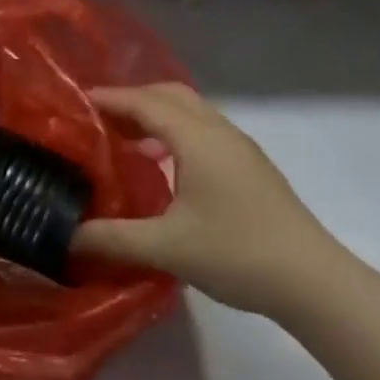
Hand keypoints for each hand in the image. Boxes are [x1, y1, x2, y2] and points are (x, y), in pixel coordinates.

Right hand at [74, 84, 353, 316]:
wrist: (315, 283)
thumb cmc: (238, 254)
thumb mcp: (166, 248)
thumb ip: (110, 238)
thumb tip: (64, 236)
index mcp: (198, 139)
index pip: (145, 102)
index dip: (109, 98)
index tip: (74, 103)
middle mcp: (220, 133)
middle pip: (170, 95)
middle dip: (131, 99)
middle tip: (97, 120)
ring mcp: (240, 149)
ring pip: (190, 112)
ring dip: (155, 115)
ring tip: (122, 140)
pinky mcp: (250, 168)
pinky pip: (202, 131)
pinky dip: (174, 132)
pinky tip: (161, 165)